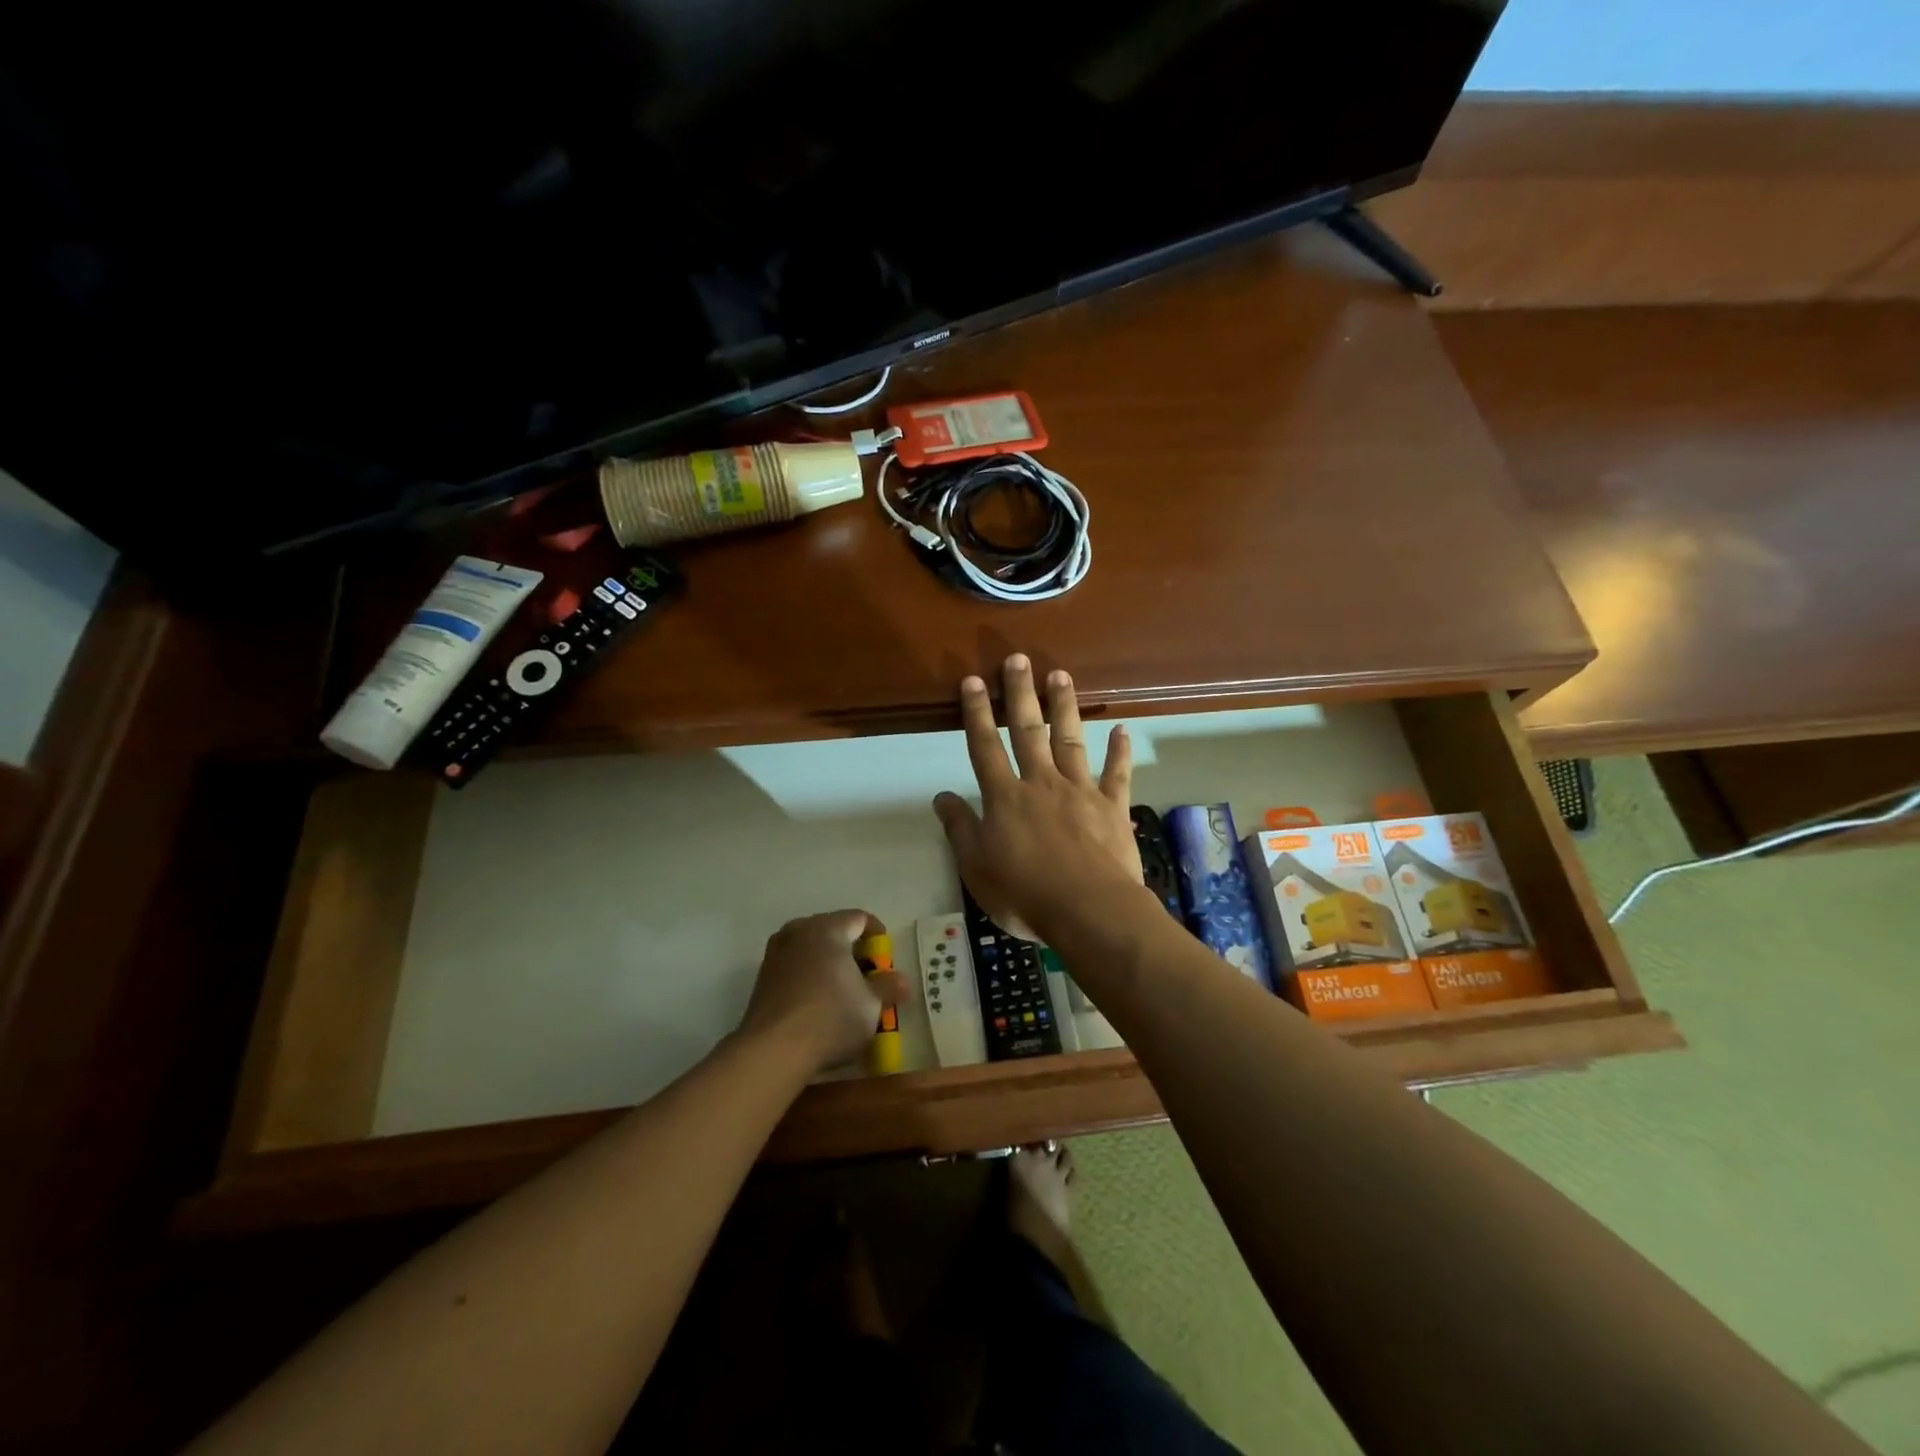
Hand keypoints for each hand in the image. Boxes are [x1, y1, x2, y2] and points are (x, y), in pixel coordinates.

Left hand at [739, 911, 902, 1071]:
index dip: (877, 934)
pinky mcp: (762, 977)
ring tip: (841, 986)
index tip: (885, 954)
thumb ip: (889, 987)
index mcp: (828, 928)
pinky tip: (816, 1000)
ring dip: (827, 961)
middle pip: (833, 929)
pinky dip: (808, 974)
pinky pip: (793, 965)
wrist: (773, 1050)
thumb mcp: (872, 1005)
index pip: (859, 918)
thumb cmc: (831, 1017)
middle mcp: (799, 931)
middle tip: (866, 972)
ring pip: (810, 947)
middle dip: (851, 947)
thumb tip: (902, 981)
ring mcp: (776, 953)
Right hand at [933, 655, 1142, 942]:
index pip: (985, 747)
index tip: (973, 681)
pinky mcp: (1112, 807)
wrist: (1089, 911)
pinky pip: (1116, 774)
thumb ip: (959, 829)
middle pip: (1027, 731)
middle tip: (1018, 659)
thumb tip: (942, 796)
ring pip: (1070, 740)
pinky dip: (1120, 752)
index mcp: (1005, 798)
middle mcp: (1042, 783)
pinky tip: (1123, 729)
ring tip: (1060, 675)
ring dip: (1063, 707)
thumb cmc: (1025, 895)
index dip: (976, 713)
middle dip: (1020, 693)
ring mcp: (1080, 792)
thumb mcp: (976, 869)